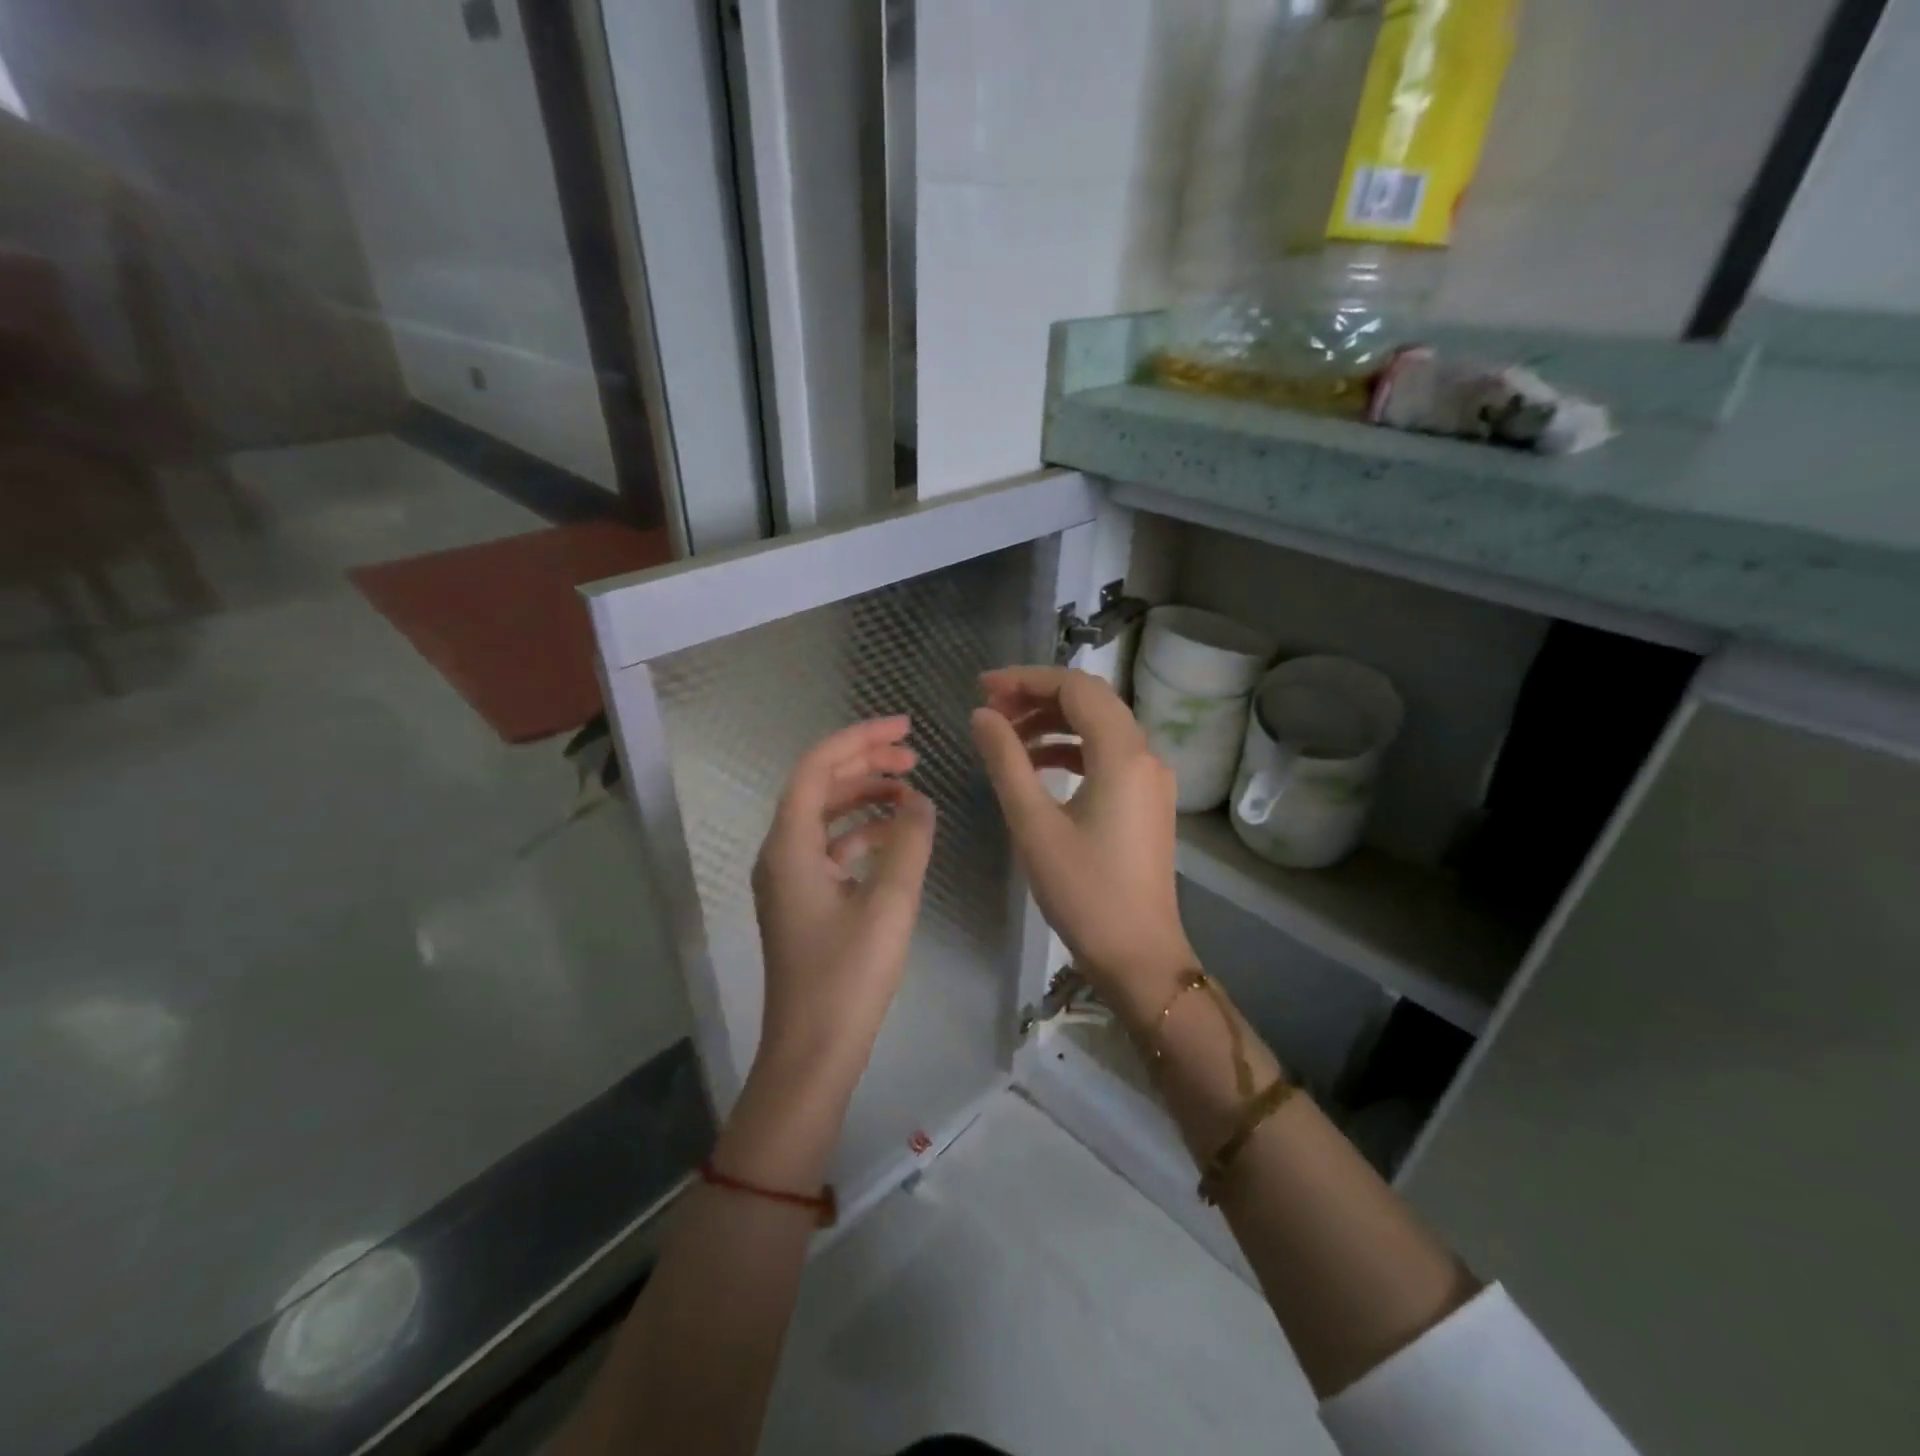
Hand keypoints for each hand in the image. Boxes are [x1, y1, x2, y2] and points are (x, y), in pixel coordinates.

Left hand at [751, 717, 935, 1085]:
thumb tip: (921, 802)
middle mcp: (780, 854)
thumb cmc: (848, 977)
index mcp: (790, 846)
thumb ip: (908, 844)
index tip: (905, 728)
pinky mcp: (803, 901)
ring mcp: (789, 879)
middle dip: (865, 764)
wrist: (813, 1051)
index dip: (859, 739)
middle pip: (819, 787)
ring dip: (864, 797)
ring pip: (825, 817)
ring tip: (911, 792)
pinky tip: (894, 837)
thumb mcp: (889, 904)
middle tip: (914, 757)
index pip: (817, 768)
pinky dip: (861, 833)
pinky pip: (830, 848)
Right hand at [971, 667, 1195, 1022]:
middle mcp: (1145, 755)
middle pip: (1090, 701)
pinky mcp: (1146, 800)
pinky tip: (1036, 766)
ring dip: (1053, 723)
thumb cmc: (1083, 891)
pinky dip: (1071, 750)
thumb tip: (983, 714)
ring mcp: (1150, 779)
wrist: (1139, 955)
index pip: (1075, 687)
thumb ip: (1006, 760)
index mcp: (1123, 754)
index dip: (1026, 678)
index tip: (982, 688)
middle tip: (990, 709)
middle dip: (1038, 696)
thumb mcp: (1033, 823)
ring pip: (1099, 728)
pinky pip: (1107, 756)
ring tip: (1005, 737)